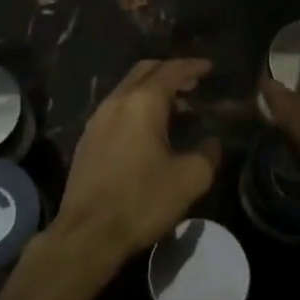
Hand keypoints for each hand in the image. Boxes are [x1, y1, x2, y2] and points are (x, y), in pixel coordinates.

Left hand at [54, 59, 219, 268]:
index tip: (209, 68)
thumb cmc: (141, 201)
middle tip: (192, 83)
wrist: (87, 233)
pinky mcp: (87, 139)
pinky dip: (136, 106)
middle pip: (144, 71)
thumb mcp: (188, 180)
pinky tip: (147, 129)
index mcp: (142, 103)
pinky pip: (116, 108)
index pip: (170, 71)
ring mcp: (97, 119)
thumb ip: (207, 155)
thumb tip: (212, 143)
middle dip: (169, 72)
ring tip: (175, 107)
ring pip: (127, 89)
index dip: (192, 67)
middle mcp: (116, 101)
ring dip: (151, 90)